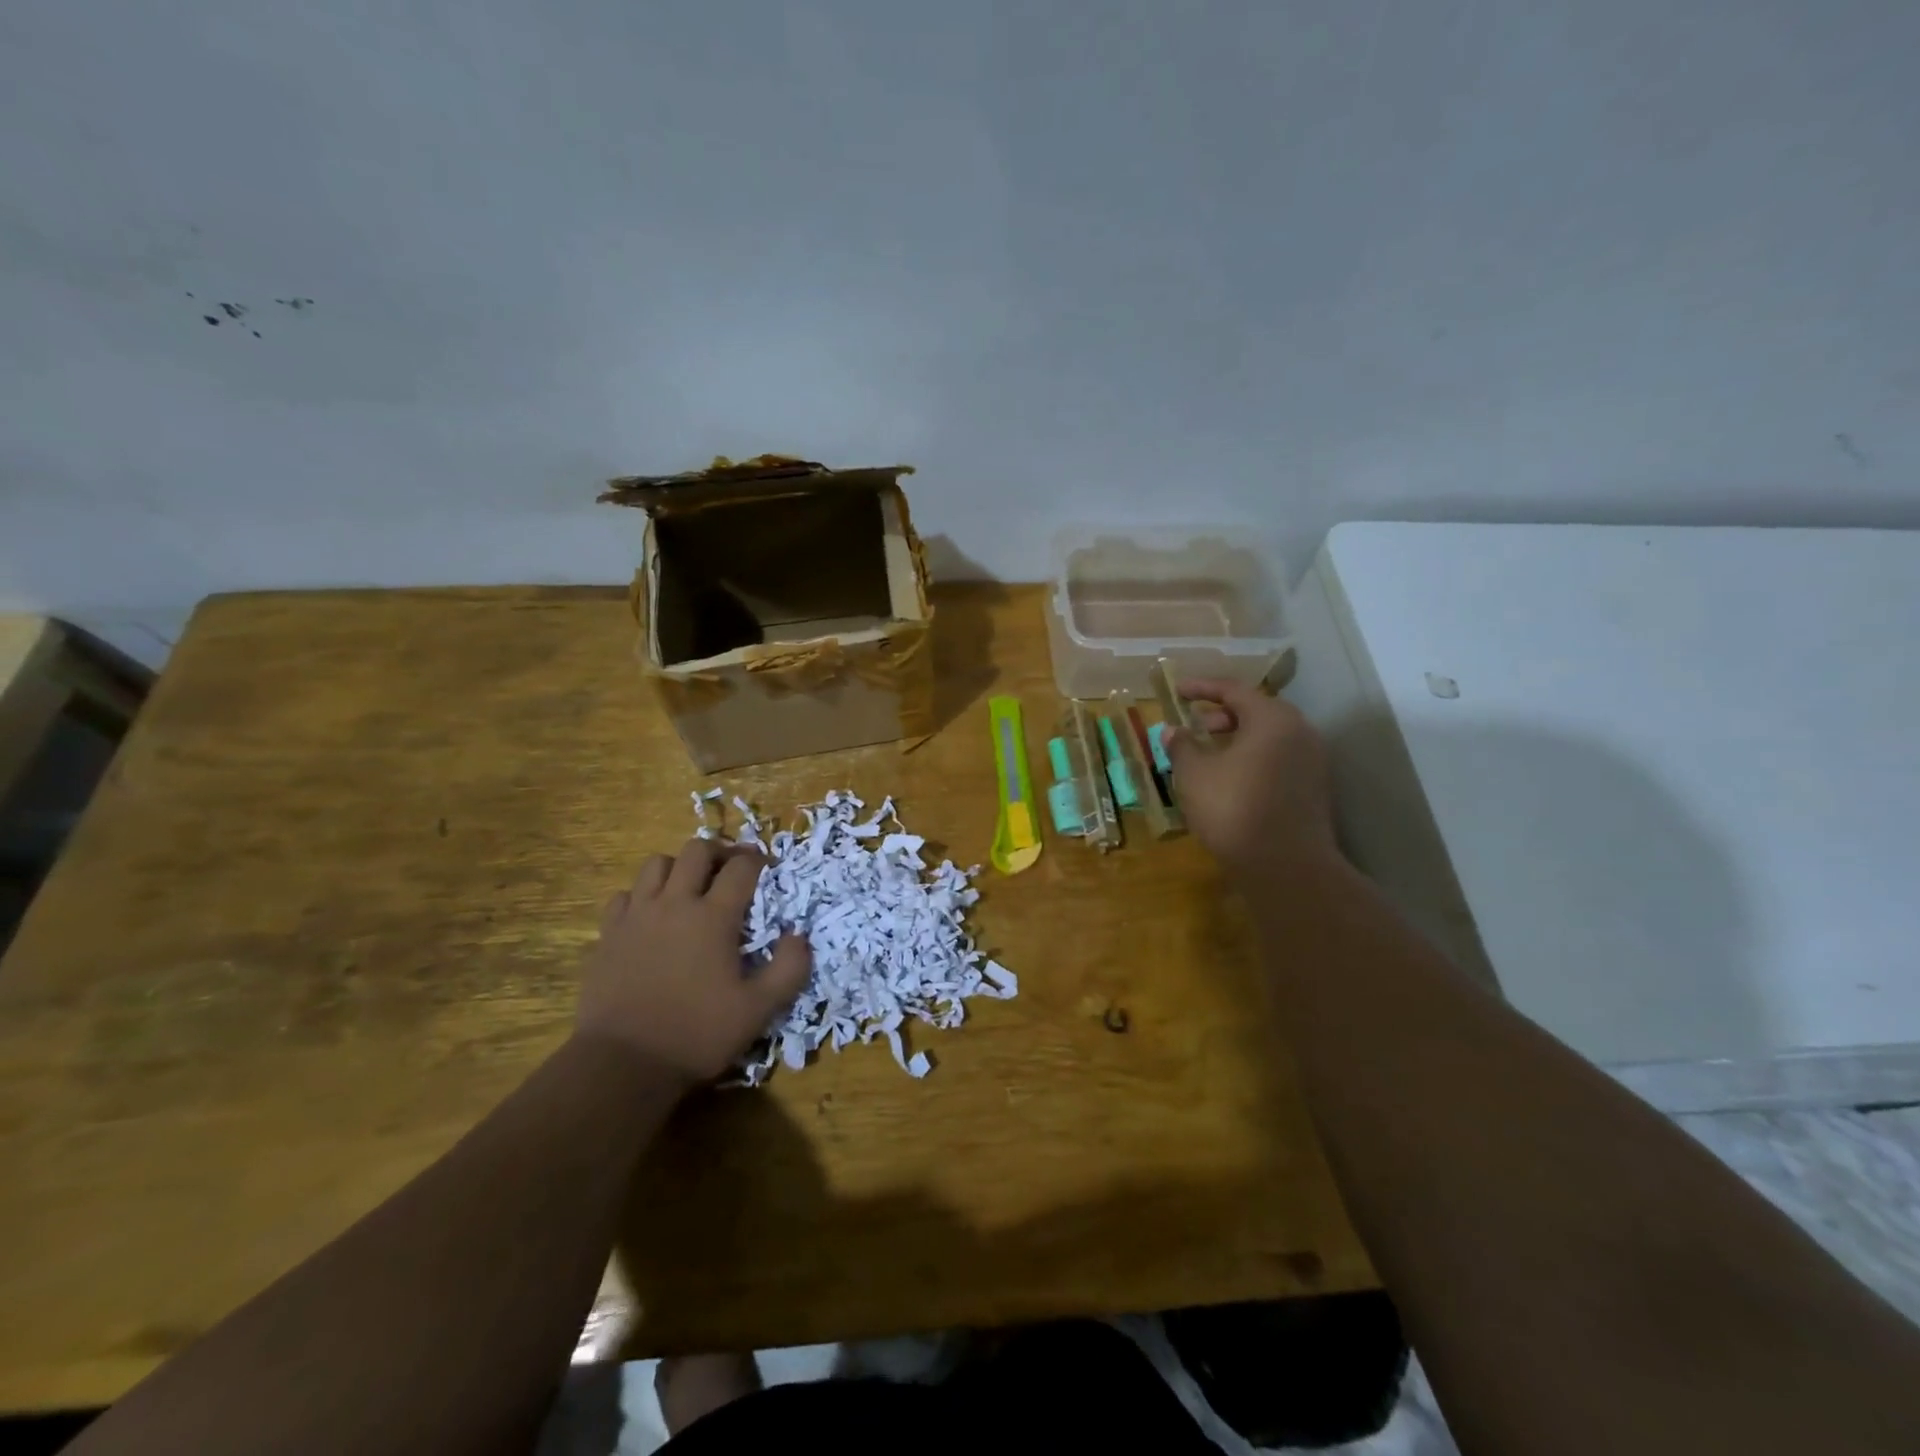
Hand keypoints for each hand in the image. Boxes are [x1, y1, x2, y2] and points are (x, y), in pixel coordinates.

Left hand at [575, 839, 811, 1084]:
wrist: (623, 1064)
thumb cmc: (697, 1034)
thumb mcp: (759, 1009)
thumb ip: (790, 969)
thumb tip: (799, 936)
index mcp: (714, 917)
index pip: (741, 867)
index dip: (759, 861)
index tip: (767, 870)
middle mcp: (675, 904)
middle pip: (697, 850)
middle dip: (719, 852)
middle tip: (730, 871)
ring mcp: (637, 916)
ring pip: (657, 864)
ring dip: (678, 868)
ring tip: (689, 889)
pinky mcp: (608, 934)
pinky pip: (624, 895)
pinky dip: (641, 896)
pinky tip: (650, 917)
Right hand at [1163, 678, 1337, 881]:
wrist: (1286, 866)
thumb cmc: (1234, 809)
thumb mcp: (1194, 775)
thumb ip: (1182, 746)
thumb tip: (1172, 730)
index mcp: (1272, 718)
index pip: (1234, 690)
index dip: (1202, 688)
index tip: (1178, 690)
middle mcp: (1299, 731)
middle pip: (1258, 710)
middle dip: (1223, 713)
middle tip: (1196, 724)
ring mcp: (1312, 761)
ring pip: (1270, 735)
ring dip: (1239, 737)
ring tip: (1210, 752)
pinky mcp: (1314, 787)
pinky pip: (1280, 757)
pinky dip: (1254, 756)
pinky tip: (1232, 777)